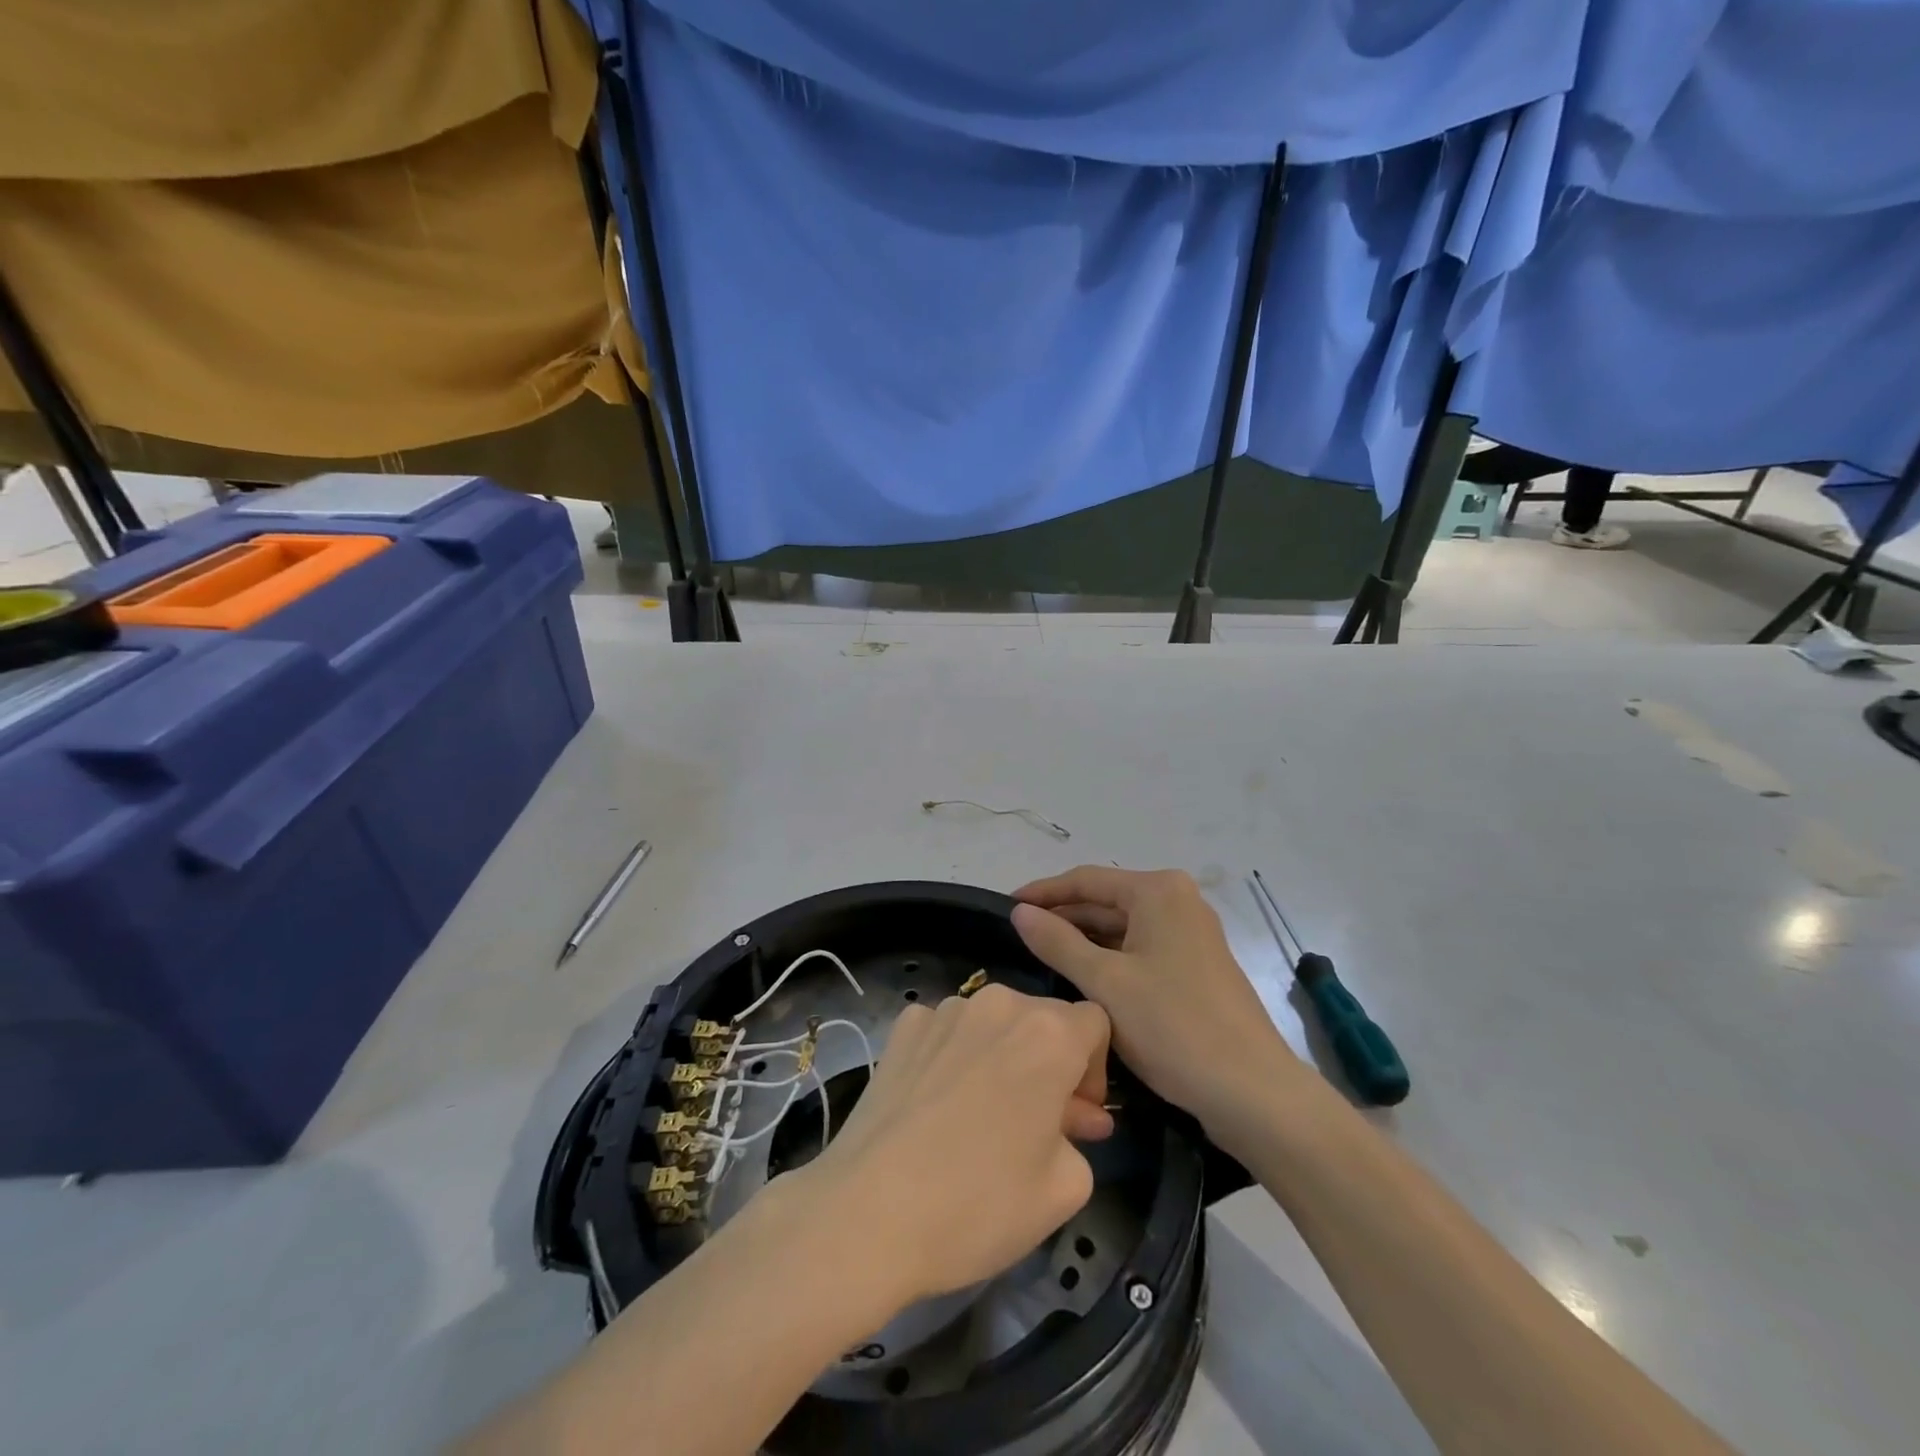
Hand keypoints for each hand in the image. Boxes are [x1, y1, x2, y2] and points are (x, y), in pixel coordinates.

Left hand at [800, 984, 1113, 1306]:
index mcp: (1048, 1034)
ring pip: (994, 1022)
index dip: (1095, 1069)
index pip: (1095, 1023)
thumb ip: (1081, 1138)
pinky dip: (956, 1055)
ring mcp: (945, 1009)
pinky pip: (948, 1031)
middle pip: (1043, 1018)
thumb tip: (1072, 1117)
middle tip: (1039, 1123)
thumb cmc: (979, 1204)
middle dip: (1051, 1062)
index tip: (1078, 1116)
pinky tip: (940, 1103)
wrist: (869, 1213)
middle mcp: (999, 1004)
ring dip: (1004, 1056)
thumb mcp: (1064, 1189)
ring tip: (985, 1115)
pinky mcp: (905, 1026)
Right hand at [1012, 867, 1300, 1135]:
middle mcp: (1178, 901)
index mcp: (1158, 891)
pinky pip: (1140, 950)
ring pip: (1122, 928)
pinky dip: (1109, 959)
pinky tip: (1081, 978)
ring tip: (1039, 958)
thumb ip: (1057, 943)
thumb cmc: (1173, 1026)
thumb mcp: (1105, 983)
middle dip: (1062, 918)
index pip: (1086, 880)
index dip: (1042, 892)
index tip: (1004, 907)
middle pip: (1105, 901)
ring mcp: (1190, 934)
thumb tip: (1020, 912)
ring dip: (1083, 941)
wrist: (1253, 1092)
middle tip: (1017, 938)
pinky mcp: (1195, 966)